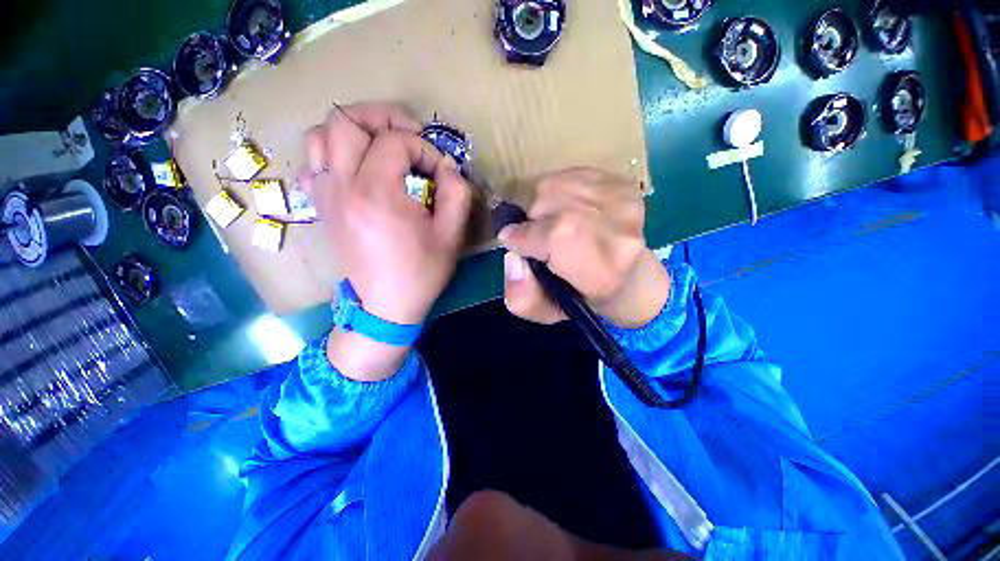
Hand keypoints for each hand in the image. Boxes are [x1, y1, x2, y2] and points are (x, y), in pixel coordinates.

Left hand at [301, 102, 471, 379]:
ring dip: (354, 130)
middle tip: (409, 135)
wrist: (386, 304)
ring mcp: (323, 194)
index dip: (425, 149)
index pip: (395, 141)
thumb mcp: (452, 234)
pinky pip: (314, 160)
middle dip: (383, 117)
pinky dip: (335, 151)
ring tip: (381, 145)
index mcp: (375, 193)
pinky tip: (358, 167)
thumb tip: (446, 166)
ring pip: (321, 133)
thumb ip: (457, 191)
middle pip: (346, 120)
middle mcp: (340, 186)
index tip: (440, 172)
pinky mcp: (320, 205)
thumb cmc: (422, 271)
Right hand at [498, 168, 669, 327]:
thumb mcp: (548, 312)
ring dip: (540, 204)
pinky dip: (555, 191)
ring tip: (552, 223)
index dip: (525, 237)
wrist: (631, 277)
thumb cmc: (585, 298)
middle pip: (548, 203)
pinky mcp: (622, 181)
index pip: (556, 236)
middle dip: (529, 220)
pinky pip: (566, 175)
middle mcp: (621, 230)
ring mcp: (624, 200)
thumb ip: (522, 296)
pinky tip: (566, 209)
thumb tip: (512, 258)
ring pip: (552, 185)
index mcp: (605, 271)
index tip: (516, 244)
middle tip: (537, 238)